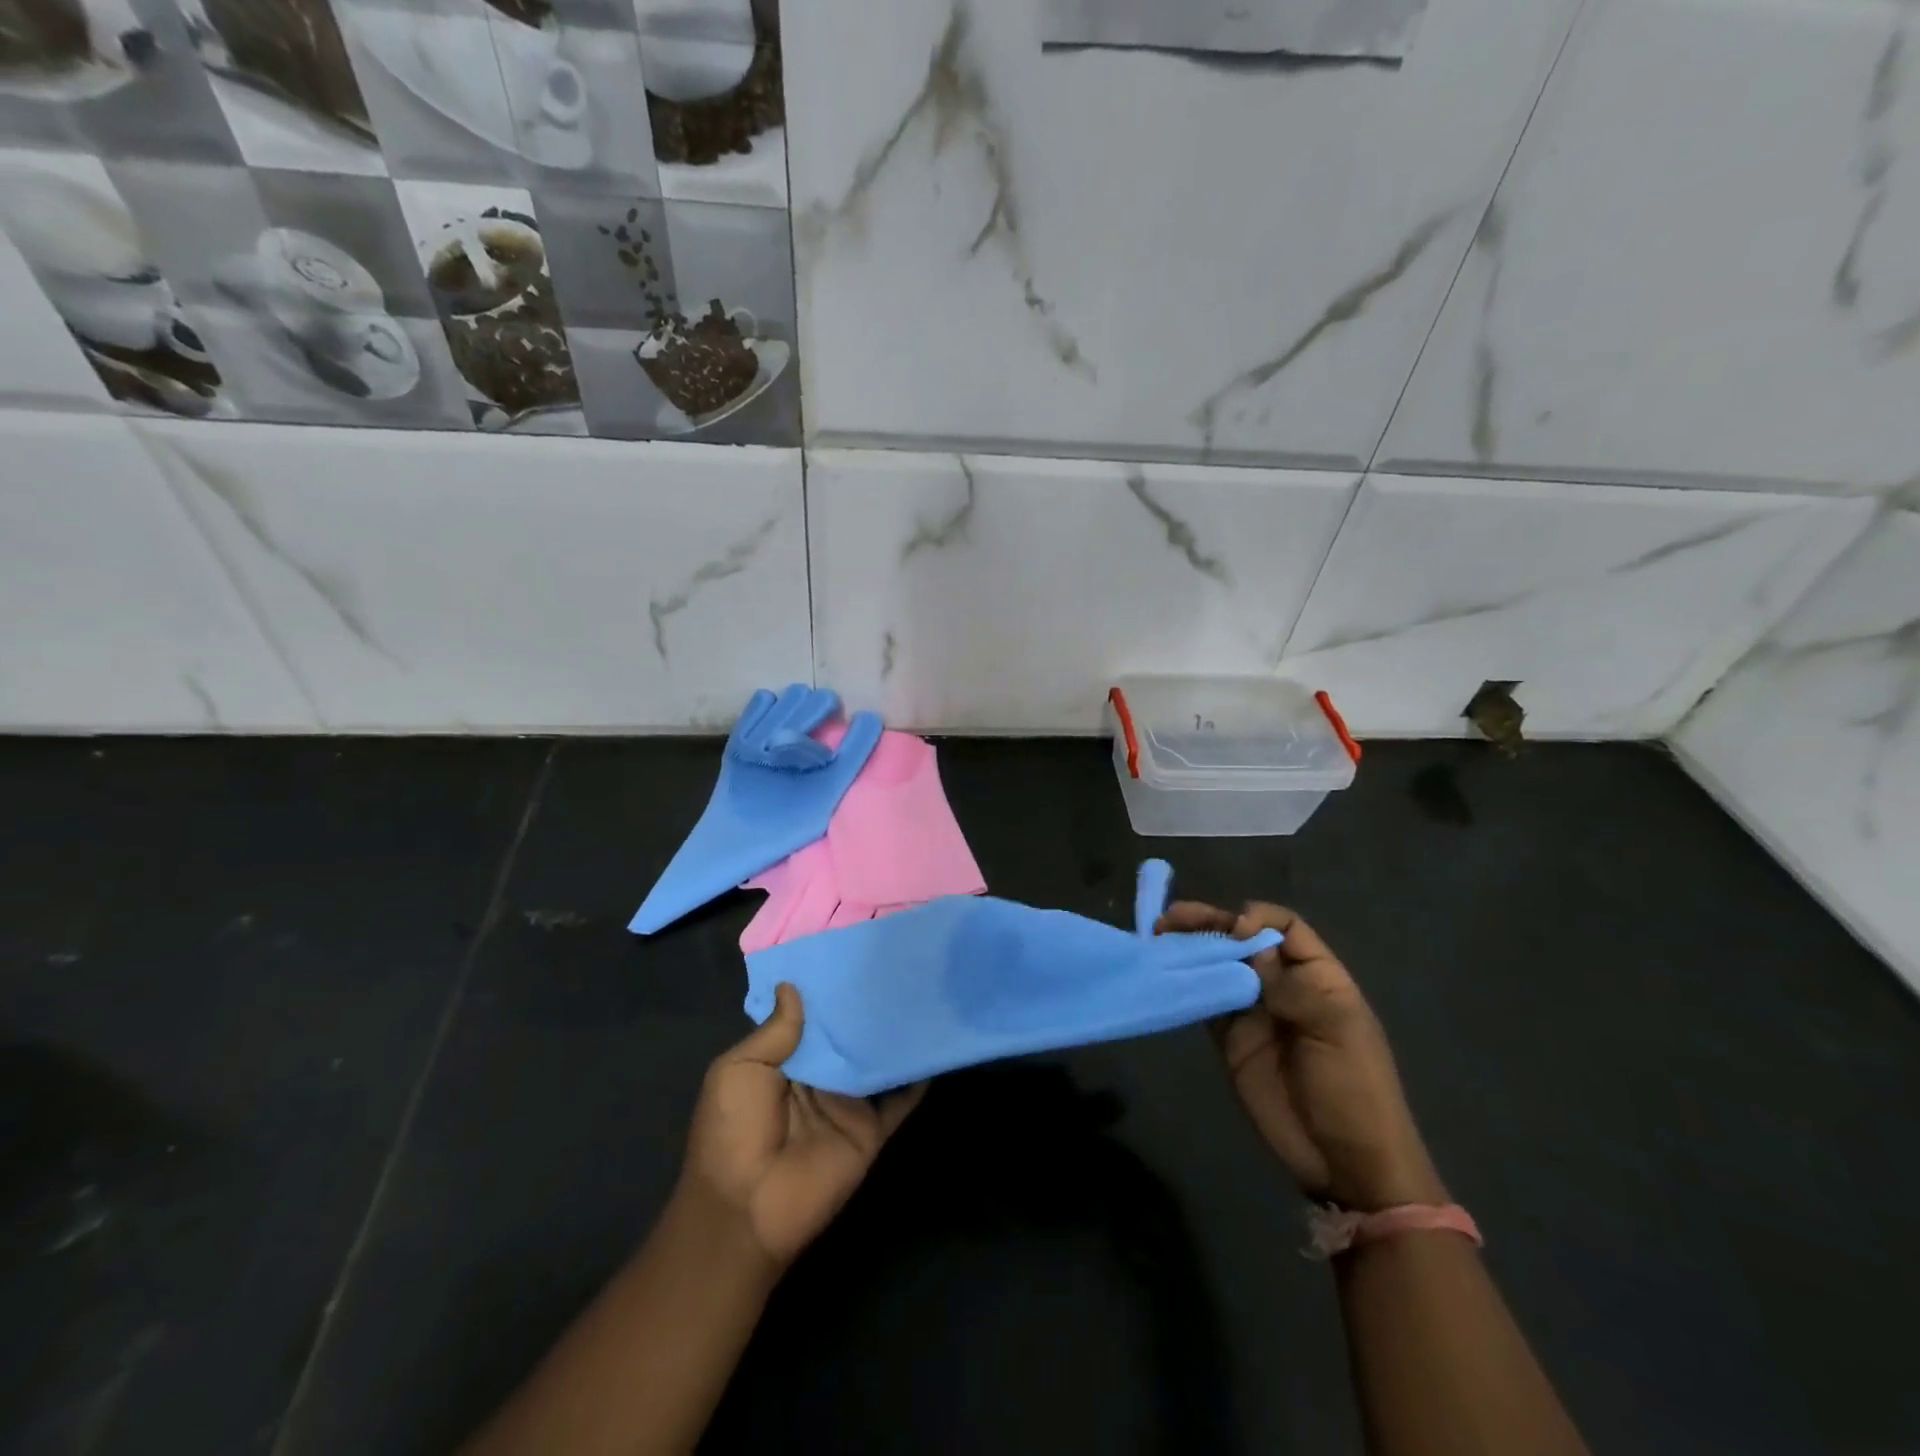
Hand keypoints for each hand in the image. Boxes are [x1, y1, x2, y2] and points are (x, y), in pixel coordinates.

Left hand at [680, 983, 925, 1267]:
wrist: (747, 1210)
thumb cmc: (733, 1132)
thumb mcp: (738, 1070)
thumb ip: (774, 1031)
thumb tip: (792, 985)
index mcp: (784, 1060)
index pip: (813, 1017)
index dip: (828, 988)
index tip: (853, 951)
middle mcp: (820, 1075)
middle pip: (849, 1034)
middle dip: (866, 1004)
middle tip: (897, 960)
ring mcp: (848, 1102)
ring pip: (877, 1059)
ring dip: (895, 1034)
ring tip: (924, 990)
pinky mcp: (872, 1128)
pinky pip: (900, 1098)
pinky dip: (918, 1075)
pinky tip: (936, 1042)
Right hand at [1159, 902, 1445, 1211]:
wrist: (1345, 1162)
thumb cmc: (1354, 1089)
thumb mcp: (1335, 1029)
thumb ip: (1289, 982)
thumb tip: (1245, 938)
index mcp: (1318, 976)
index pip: (1284, 927)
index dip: (1257, 919)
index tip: (1234, 932)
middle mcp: (1282, 985)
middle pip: (1243, 940)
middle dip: (1210, 924)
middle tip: (1172, 919)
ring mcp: (1254, 1011)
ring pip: (1218, 965)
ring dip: (1191, 947)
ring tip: (1158, 933)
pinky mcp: (1230, 1038)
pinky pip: (1205, 999)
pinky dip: (1184, 982)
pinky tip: (1163, 970)